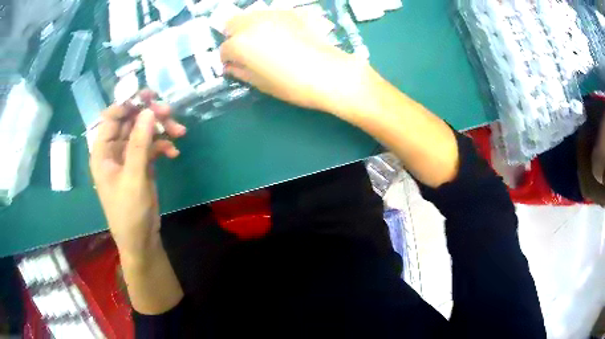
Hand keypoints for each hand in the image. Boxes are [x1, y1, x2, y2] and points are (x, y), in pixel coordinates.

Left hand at [90, 90, 185, 260]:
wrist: (141, 240)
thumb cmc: (129, 212)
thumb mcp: (133, 178)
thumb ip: (139, 144)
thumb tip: (148, 111)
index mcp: (102, 151)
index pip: (111, 117)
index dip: (127, 103)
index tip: (147, 96)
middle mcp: (113, 150)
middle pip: (130, 121)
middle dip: (149, 114)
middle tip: (169, 111)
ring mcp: (128, 157)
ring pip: (143, 131)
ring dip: (160, 129)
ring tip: (179, 131)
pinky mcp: (141, 165)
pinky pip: (151, 146)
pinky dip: (163, 145)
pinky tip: (174, 152)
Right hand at [220, 10, 371, 115]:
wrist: (328, 73)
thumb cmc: (291, 84)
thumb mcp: (259, 83)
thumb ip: (240, 71)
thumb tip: (231, 66)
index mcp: (240, 43)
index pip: (224, 49)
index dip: (229, 60)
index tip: (237, 66)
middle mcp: (252, 23)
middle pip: (233, 24)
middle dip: (235, 36)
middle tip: (247, 50)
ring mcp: (273, 14)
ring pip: (252, 15)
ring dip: (251, 26)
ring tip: (266, 40)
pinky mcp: (292, 11)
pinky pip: (273, 14)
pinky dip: (272, 22)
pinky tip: (284, 34)